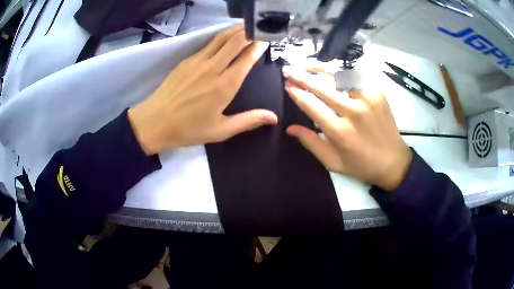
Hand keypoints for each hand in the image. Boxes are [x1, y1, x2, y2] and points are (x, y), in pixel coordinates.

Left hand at [128, 25, 277, 154]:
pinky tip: (224, 37)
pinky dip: (220, 37)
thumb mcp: (221, 130)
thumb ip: (248, 121)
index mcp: (224, 85)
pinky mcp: (187, 60)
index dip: (259, 47)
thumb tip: (274, 117)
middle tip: (260, 27)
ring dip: (235, 30)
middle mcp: (213, 68)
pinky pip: (207, 44)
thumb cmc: (188, 129)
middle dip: (249, 32)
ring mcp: (198, 61)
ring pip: (221, 38)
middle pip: (235, 42)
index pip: (246, 58)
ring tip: (246, 24)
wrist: (155, 122)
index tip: (268, 39)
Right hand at [283, 66, 411, 190]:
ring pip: (339, 75)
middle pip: (322, 86)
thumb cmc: (362, 165)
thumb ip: (311, 143)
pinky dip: (340, 73)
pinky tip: (331, 72)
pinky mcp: (377, 93)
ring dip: (320, 69)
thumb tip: (290, 128)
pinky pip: (354, 77)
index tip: (286, 85)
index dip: (297, 93)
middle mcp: (354, 111)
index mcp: (341, 132)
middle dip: (301, 76)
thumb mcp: (333, 162)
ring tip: (306, 65)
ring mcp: (367, 98)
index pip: (312, 105)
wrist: (394, 162)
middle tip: (287, 69)